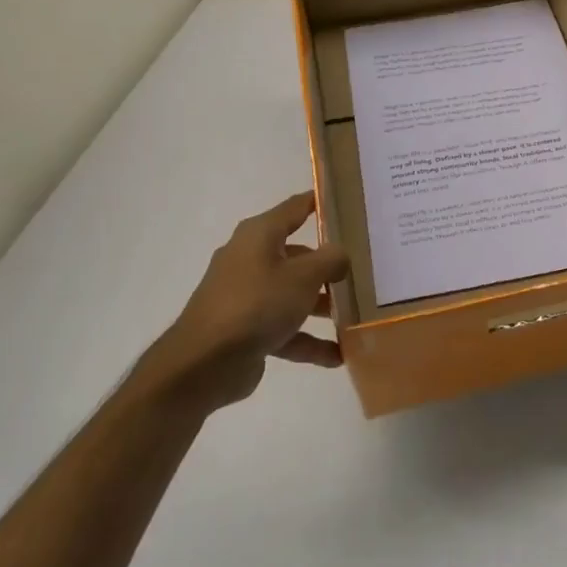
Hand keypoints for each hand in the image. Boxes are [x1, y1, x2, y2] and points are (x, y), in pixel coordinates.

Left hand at [143, 191, 349, 408]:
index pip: (295, 208)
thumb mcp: (304, 276)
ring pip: (292, 294)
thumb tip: (341, 255)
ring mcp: (246, 296)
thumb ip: (331, 259)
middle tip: (362, 269)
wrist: (204, 364)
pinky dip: (309, 340)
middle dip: (328, 265)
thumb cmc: (257, 303)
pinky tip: (338, 356)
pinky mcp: (245, 329)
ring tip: (355, 316)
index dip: (320, 202)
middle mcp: (250, 259)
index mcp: (259, 235)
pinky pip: (284, 329)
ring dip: (321, 305)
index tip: (348, 202)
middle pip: (297, 255)